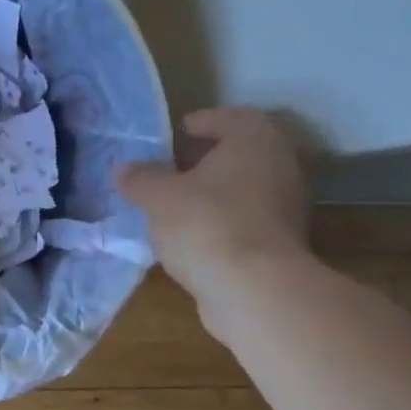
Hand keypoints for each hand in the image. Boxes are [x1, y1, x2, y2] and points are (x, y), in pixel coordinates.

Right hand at [117, 108, 311, 315]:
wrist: (256, 291)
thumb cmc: (206, 224)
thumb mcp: (158, 197)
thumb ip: (139, 179)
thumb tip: (123, 170)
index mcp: (254, 141)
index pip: (231, 118)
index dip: (202, 123)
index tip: (176, 135)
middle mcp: (280, 166)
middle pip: (241, 153)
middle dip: (206, 160)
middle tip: (172, 168)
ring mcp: (287, 207)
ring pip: (245, 188)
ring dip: (214, 193)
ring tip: (176, 205)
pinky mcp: (283, 243)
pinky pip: (248, 220)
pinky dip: (223, 221)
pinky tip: (193, 236)